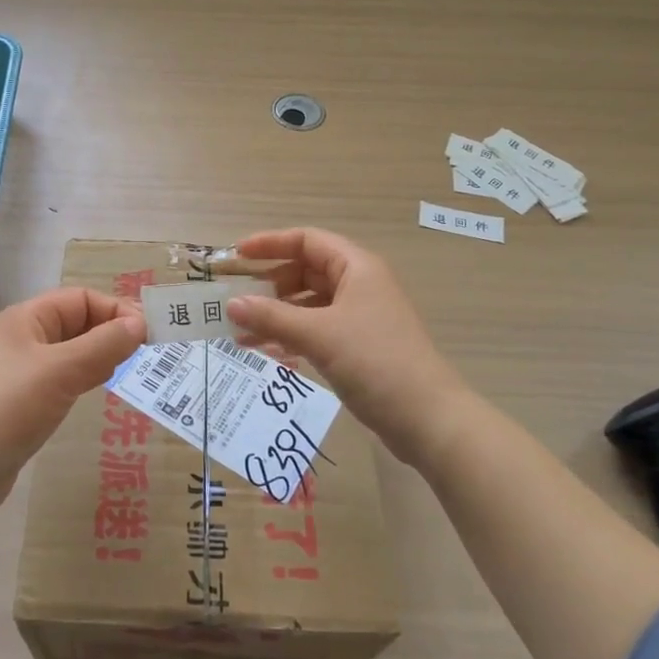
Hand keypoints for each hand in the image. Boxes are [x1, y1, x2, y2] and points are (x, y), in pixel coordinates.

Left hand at [0, 286, 145, 518]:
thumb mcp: (60, 371)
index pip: (81, 299)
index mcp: (26, 319)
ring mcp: (22, 371)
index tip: (149, 333)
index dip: (116, 310)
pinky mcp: (24, 402)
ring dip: (102, 356)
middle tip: (149, 352)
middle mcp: (24, 338)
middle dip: (112, 332)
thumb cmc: (8, 408)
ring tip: (133, 369)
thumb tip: (140, 324)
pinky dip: (86, 378)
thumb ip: (103, 345)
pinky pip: (63, 379)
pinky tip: (101, 390)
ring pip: (72, 352)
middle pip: (77, 322)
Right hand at [229, 227, 471, 467]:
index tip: (237, 256)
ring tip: (241, 335)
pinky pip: (317, 330)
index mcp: (356, 267)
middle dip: (269, 286)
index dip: (270, 243)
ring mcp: (360, 317)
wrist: (427, 418)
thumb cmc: (374, 362)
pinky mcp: (359, 346)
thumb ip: (271, 317)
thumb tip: (231, 304)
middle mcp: (359, 285)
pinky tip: (268, 354)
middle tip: (236, 303)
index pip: (307, 241)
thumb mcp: (318, 335)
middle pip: (305, 272)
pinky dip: (292, 337)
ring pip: (309, 305)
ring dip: (276, 316)